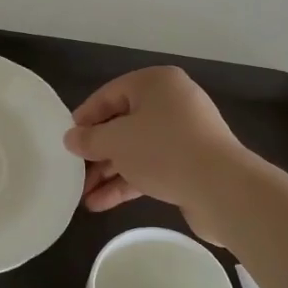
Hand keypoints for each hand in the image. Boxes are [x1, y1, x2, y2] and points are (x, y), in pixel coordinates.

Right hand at [64, 66, 246, 244]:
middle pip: (122, 124)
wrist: (222, 188)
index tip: (66, 141)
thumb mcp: (116, 141)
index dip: (84, 118)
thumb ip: (89, 139)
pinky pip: (150, 167)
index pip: (108, 95)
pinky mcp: (190, 164)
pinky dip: (127, 182)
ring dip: (108, 172)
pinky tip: (100, 203)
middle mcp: (172, 103)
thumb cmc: (163, 150)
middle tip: (73, 171)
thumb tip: (71, 139)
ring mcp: (183, 135)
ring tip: (82, 195)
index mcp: (156, 84)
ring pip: (135, 150)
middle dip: (96, 152)